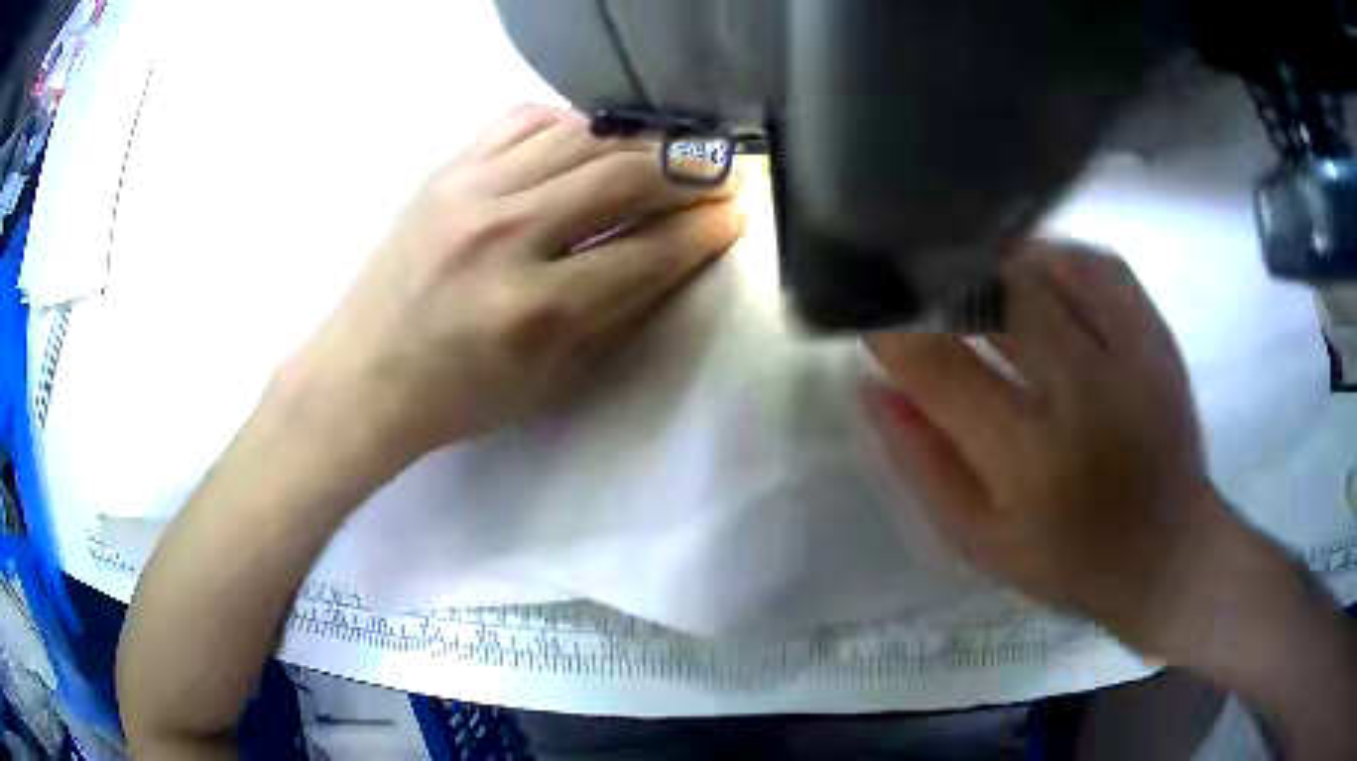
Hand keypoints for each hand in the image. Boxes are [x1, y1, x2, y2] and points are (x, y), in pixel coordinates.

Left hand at [289, 106, 744, 462]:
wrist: (362, 376)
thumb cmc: (458, 397)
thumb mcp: (551, 382)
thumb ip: (617, 315)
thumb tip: (675, 256)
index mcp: (536, 310)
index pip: (647, 252)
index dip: (703, 231)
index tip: (734, 215)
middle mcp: (505, 236)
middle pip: (622, 177)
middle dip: (688, 172)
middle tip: (720, 173)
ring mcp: (469, 192)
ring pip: (579, 137)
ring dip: (639, 141)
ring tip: (668, 152)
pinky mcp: (444, 171)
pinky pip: (522, 120)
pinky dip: (570, 122)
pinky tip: (591, 139)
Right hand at [865, 243, 1232, 651]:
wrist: (1169, 552)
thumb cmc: (1068, 559)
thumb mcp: (978, 539)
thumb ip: (920, 463)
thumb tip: (871, 386)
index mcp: (1028, 459)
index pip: (938, 366)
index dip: (890, 328)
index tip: (867, 312)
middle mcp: (1082, 392)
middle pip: (994, 295)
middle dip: (938, 280)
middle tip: (913, 284)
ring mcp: (1127, 353)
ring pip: (1045, 267)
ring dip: (994, 263)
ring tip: (972, 278)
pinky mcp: (1156, 334)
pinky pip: (1097, 265)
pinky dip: (1056, 256)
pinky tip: (1037, 273)